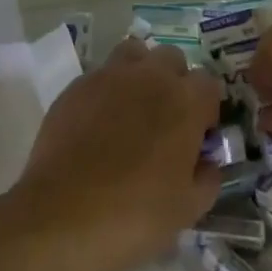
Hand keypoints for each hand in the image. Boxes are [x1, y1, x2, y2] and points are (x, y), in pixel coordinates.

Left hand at [0, 36, 223, 270]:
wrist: (62, 216)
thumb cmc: (135, 214)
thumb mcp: (189, 208)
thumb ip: (208, 178)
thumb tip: (207, 163)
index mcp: (185, 101)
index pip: (208, 84)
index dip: (206, 109)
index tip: (197, 136)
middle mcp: (150, 77)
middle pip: (172, 59)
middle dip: (174, 81)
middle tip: (166, 119)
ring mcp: (108, 77)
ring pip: (133, 54)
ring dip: (140, 72)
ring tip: (132, 108)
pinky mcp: (75, 87)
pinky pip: (99, 76)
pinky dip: (106, 91)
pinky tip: (98, 124)